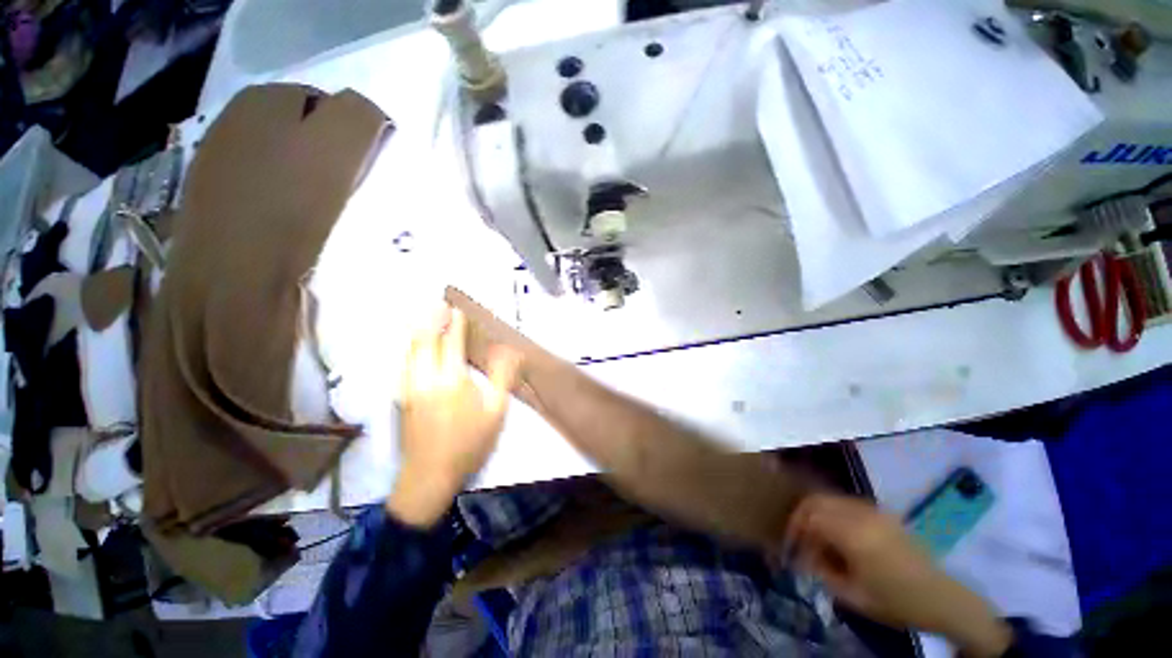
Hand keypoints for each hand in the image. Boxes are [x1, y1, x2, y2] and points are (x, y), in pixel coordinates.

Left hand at [386, 306, 520, 527]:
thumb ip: (503, 378)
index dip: (455, 325)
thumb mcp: (496, 412)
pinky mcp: (402, 399)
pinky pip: (403, 365)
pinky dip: (408, 350)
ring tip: (421, 316)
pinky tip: (410, 348)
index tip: (456, 309)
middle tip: (436, 303)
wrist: (429, 477)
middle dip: (430, 320)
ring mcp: (409, 388)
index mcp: (452, 379)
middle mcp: (426, 378)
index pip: (451, 343)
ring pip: (410, 352)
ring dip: (416, 331)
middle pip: (424, 341)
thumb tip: (510, 351)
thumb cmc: (469, 444)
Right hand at [786, 494, 1011, 657]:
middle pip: (817, 500)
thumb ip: (822, 572)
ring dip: (819, 514)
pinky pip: (848, 504)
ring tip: (820, 540)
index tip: (791, 547)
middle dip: (802, 517)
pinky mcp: (884, 514)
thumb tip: (804, 557)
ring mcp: (874, 511)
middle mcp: (861, 515)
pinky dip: (835, 513)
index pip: (809, 517)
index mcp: (853, 534)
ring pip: (831, 499)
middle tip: (800, 539)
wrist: (942, 598)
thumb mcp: (853, 596)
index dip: (794, 529)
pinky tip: (840, 535)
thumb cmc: (896, 601)